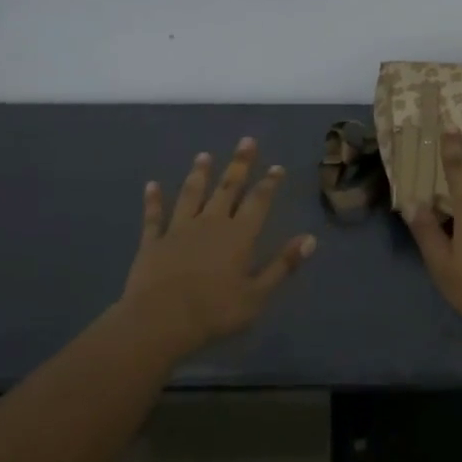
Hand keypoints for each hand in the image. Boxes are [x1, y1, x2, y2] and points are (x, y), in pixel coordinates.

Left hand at [119, 137, 316, 351]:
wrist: (160, 320)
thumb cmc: (215, 311)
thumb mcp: (258, 294)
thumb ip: (283, 265)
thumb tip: (310, 239)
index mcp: (239, 235)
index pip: (258, 201)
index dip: (269, 183)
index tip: (276, 167)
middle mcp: (211, 223)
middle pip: (227, 188)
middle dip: (239, 165)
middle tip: (246, 141)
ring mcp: (179, 229)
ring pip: (191, 194)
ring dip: (199, 174)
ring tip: (204, 155)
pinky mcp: (153, 241)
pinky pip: (155, 216)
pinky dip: (153, 200)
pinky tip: (151, 185)